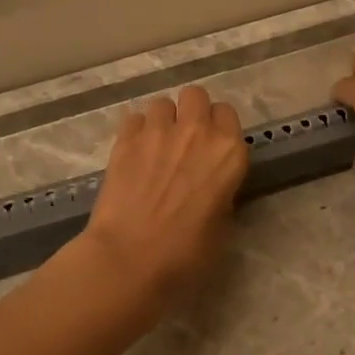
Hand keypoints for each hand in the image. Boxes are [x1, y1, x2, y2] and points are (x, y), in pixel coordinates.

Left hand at [80, 85, 248, 319]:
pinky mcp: (125, 140)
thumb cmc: (186, 255)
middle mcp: (197, 132)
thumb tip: (210, 187)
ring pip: (162, 103)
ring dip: (162, 120)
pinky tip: (133, 153)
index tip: (211, 147)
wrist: (130, 259)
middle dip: (191, 111)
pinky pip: (134, 118)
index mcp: (229, 152)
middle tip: (184, 140)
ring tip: (155, 146)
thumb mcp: (222, 227)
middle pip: (196, 95)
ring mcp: (158, 131)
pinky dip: (136, 131)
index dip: (218, 128)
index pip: (227, 114)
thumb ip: (221, 194)